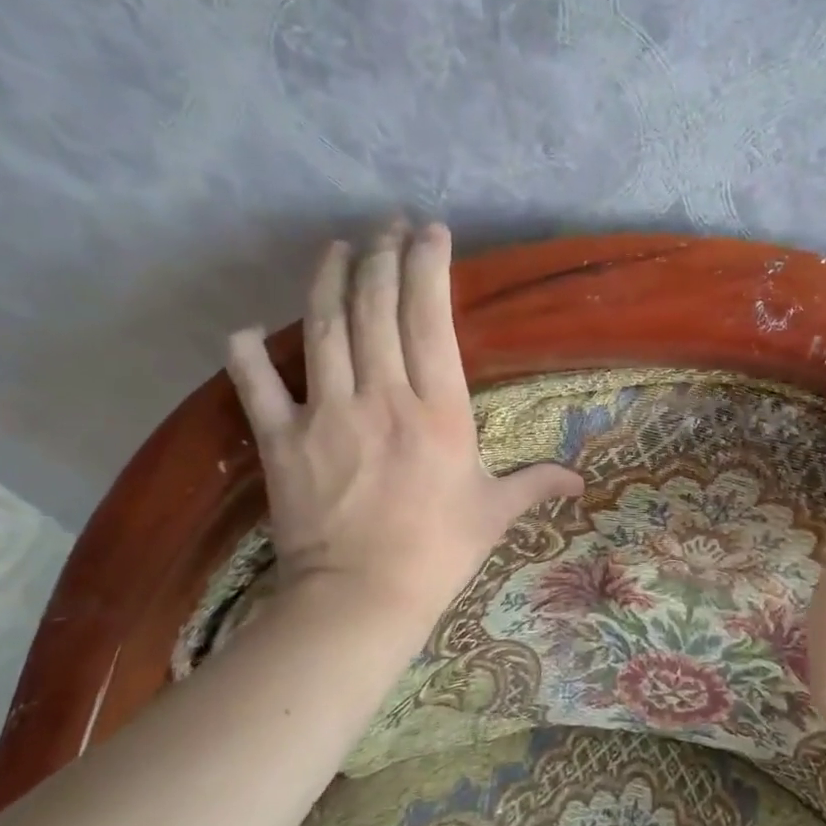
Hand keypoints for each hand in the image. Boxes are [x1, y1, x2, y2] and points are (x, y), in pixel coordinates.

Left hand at [224, 224, 583, 636]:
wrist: (360, 599)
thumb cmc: (438, 551)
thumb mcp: (495, 512)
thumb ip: (537, 483)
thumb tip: (579, 482)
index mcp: (438, 408)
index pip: (430, 317)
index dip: (428, 266)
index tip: (430, 232)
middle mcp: (382, 396)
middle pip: (375, 308)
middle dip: (381, 256)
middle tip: (386, 226)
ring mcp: (326, 414)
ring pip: (323, 329)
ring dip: (328, 280)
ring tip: (336, 247)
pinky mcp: (282, 441)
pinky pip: (257, 386)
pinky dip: (247, 355)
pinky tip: (246, 330)